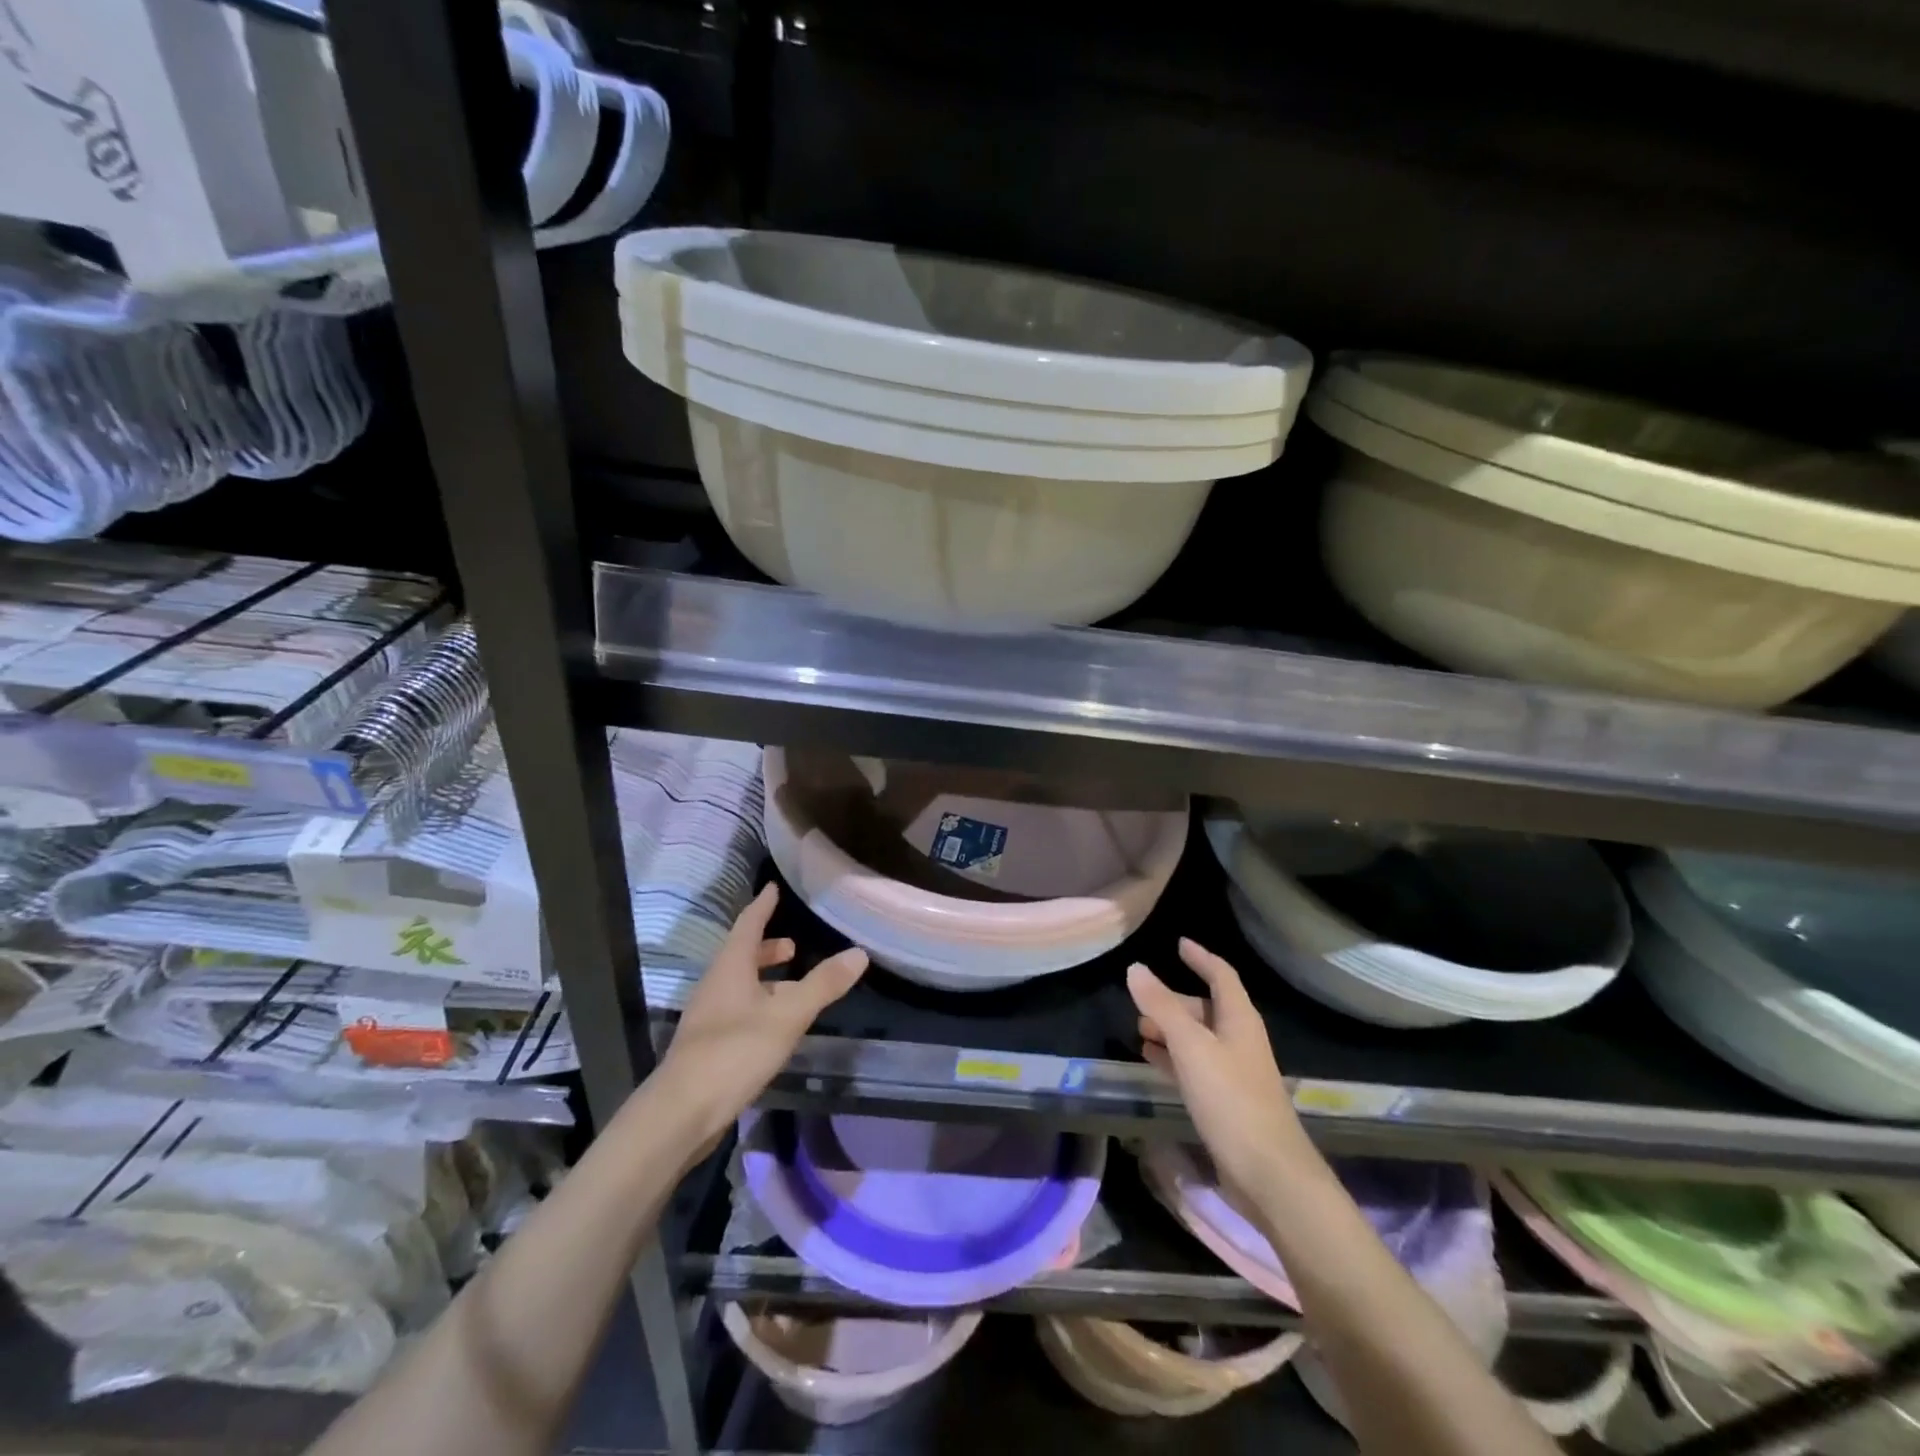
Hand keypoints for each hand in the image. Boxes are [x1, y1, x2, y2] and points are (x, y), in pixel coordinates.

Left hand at [659, 884, 867, 1147]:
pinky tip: (775, 1026)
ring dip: (765, 979)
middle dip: (767, 947)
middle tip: (793, 947)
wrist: (682, 1112)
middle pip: (741, 955)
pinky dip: (759, 1004)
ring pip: (739, 985)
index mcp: (730, 967)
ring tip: (792, 986)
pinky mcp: (708, 1045)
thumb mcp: (788, 1015)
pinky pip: (737, 1010)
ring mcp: (708, 1016)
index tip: (773, 887)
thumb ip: (823, 984)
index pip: (748, 924)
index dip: (763, 906)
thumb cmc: (735, 1052)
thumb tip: (859, 953)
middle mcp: (715, 985)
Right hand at [1128, 939, 1315, 1208]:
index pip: (1221, 976)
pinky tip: (1151, 1061)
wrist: (1269, 1174)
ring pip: (1199, 1038)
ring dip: (1171, 1030)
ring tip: (1139, 1029)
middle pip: (1207, 1008)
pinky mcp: (1226, 1102)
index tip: (1179, 944)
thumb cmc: (1231, 1099)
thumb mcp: (1191, 1047)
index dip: (1200, 958)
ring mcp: (1235, 1073)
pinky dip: (1173, 1058)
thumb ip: (1162, 1007)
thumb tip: (1135, 968)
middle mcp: (1240, 1040)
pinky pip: (1195, 1066)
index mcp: (1240, 1020)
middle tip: (1142, 999)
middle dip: (1174, 1001)